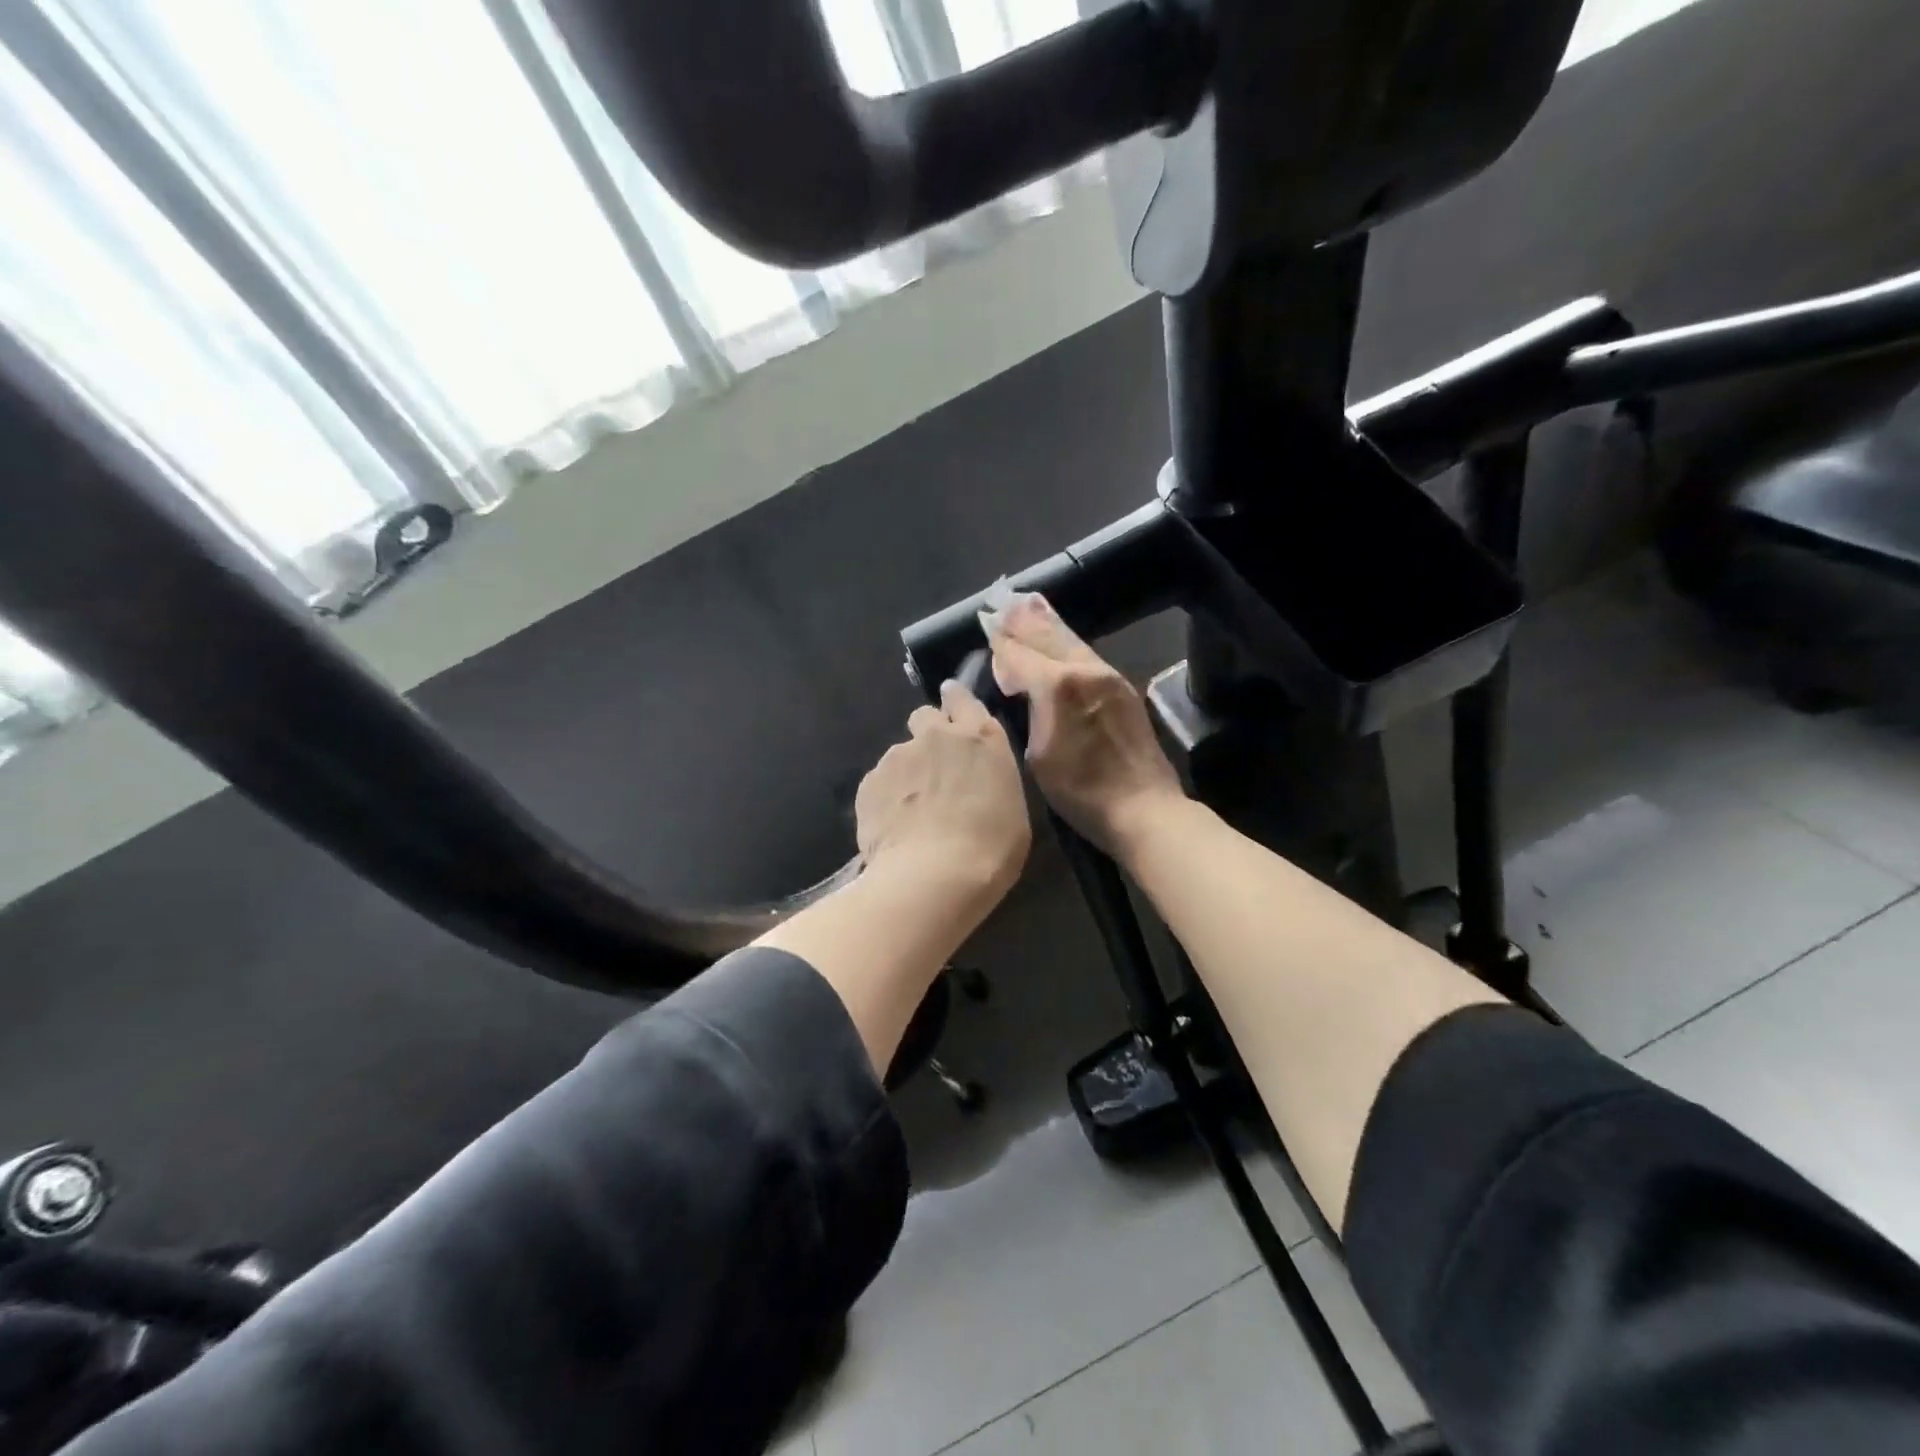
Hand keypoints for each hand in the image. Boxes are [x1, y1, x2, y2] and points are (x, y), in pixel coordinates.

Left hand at [855, 680, 1030, 906]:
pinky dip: (885, 800)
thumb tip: (973, 780)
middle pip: (924, 717)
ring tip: (912, 814)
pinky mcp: (869, 782)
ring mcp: (898, 756)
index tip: (952, 714)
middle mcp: (936, 736)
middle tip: (935, 770)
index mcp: (980, 738)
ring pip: (900, 755)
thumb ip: (988, 779)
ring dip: (907, 774)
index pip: (962, 698)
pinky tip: (894, 828)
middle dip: (928, 736)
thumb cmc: (991, 848)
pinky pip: (878, 784)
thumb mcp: (1012, 808)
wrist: (934, 876)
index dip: (955, 702)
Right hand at [987, 594, 1186, 855]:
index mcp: (1057, 686)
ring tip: (1029, 606)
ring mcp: (1109, 676)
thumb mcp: (1037, 755)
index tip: (987, 624)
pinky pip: (1087, 655)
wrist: (1144, 808)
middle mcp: (1084, 670)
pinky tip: (1061, 641)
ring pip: (1071, 641)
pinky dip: (1067, 643)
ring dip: (1047, 624)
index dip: (1001, 642)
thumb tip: (1019, 683)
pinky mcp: (1123, 688)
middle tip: (1003, 603)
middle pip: (1047, 637)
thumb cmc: (1080, 792)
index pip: (1019, 655)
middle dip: (1023, 621)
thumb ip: (1027, 710)